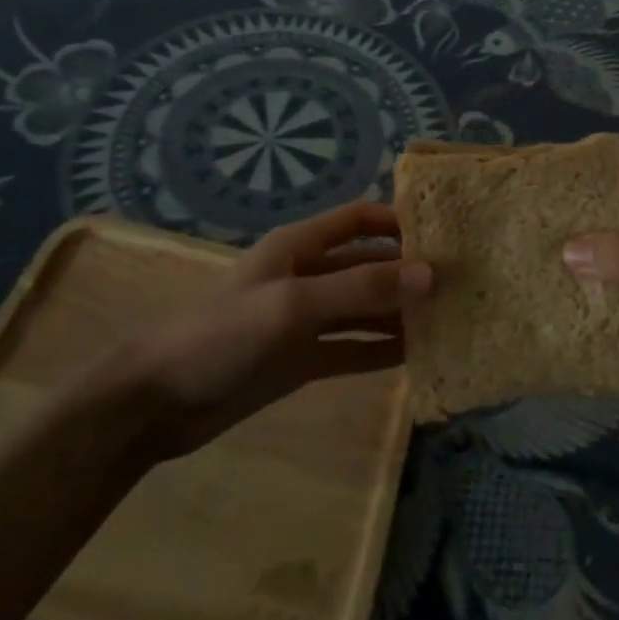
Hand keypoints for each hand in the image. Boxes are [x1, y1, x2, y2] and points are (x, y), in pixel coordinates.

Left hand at [88, 202, 430, 458]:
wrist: (158, 400)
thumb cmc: (222, 334)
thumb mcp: (293, 304)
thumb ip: (360, 288)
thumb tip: (429, 274)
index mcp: (300, 246)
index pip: (359, 219)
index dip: (398, 220)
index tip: (445, 233)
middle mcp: (307, 275)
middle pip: (368, 264)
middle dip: (407, 271)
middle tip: (460, 284)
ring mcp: (305, 319)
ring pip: (364, 308)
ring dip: (400, 312)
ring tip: (449, 319)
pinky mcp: (302, 358)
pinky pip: (352, 348)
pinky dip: (381, 349)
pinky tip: (417, 355)